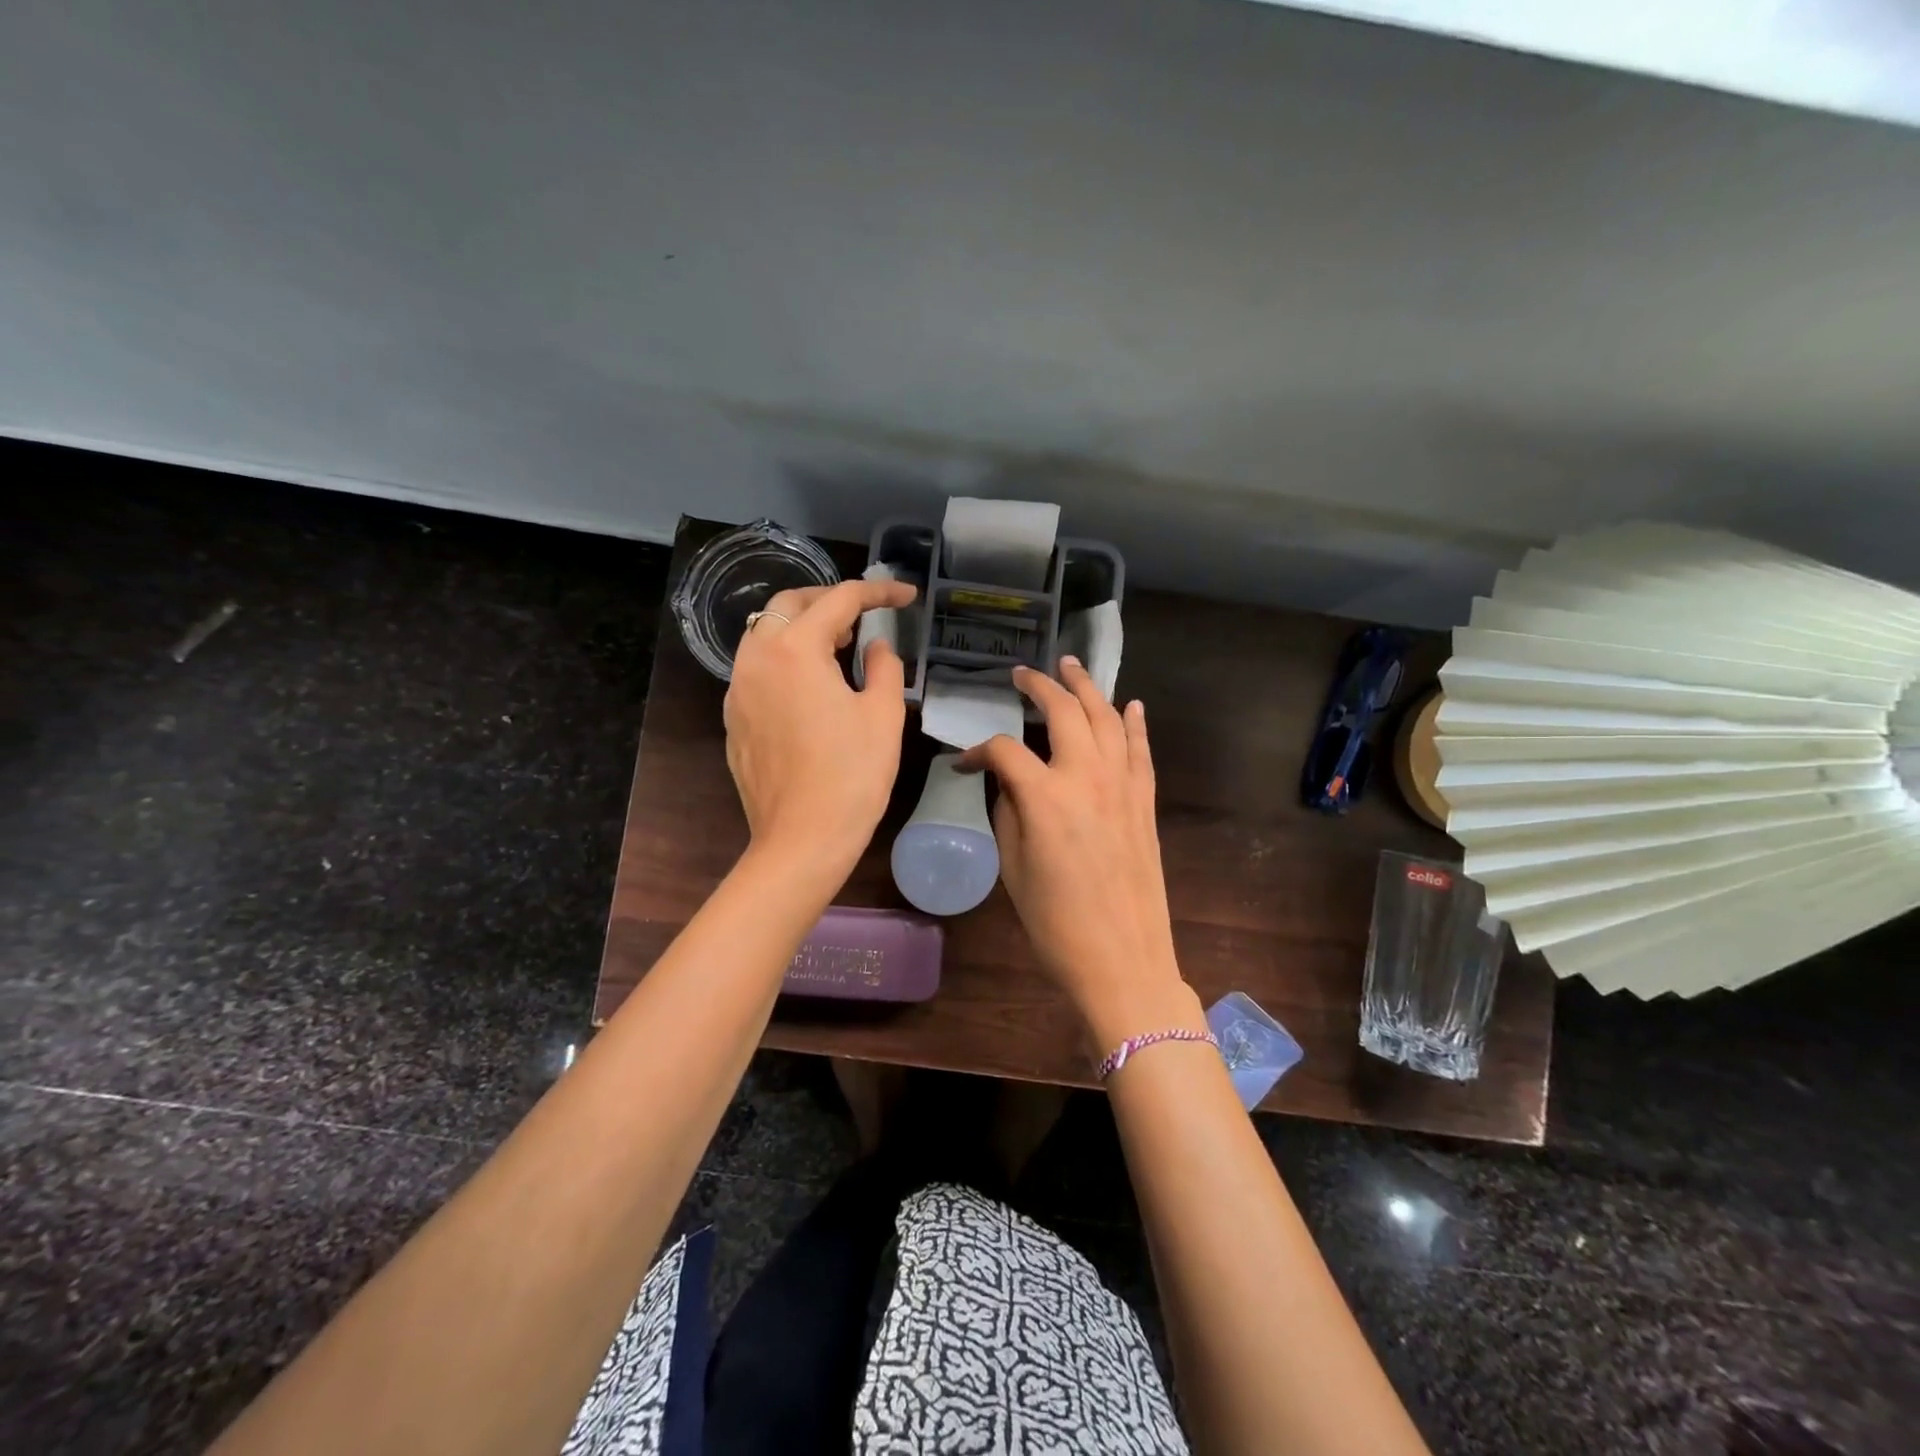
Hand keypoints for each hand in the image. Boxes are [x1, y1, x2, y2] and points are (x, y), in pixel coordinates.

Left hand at [723, 577, 916, 878]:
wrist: (802, 839)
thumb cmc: (852, 775)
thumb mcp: (883, 715)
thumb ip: (884, 666)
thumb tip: (876, 645)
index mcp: (795, 650)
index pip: (839, 601)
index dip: (878, 592)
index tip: (906, 596)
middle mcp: (756, 659)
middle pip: (789, 605)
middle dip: (829, 600)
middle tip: (864, 615)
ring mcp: (737, 690)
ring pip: (764, 633)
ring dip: (801, 627)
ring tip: (838, 647)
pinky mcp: (733, 719)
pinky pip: (756, 668)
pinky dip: (784, 659)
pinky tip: (810, 686)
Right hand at [958, 659, 1200, 1046]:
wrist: (1123, 960)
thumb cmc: (1056, 924)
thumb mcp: (1013, 869)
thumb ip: (1009, 814)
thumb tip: (1011, 784)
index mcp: (1045, 797)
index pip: (1006, 751)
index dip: (979, 751)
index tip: (965, 763)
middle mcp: (1087, 777)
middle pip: (1064, 712)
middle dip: (1040, 686)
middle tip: (1022, 674)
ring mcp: (1123, 786)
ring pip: (1107, 719)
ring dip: (1088, 688)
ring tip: (1071, 667)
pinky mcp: (1145, 801)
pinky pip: (1141, 750)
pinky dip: (1135, 723)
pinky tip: (1129, 705)